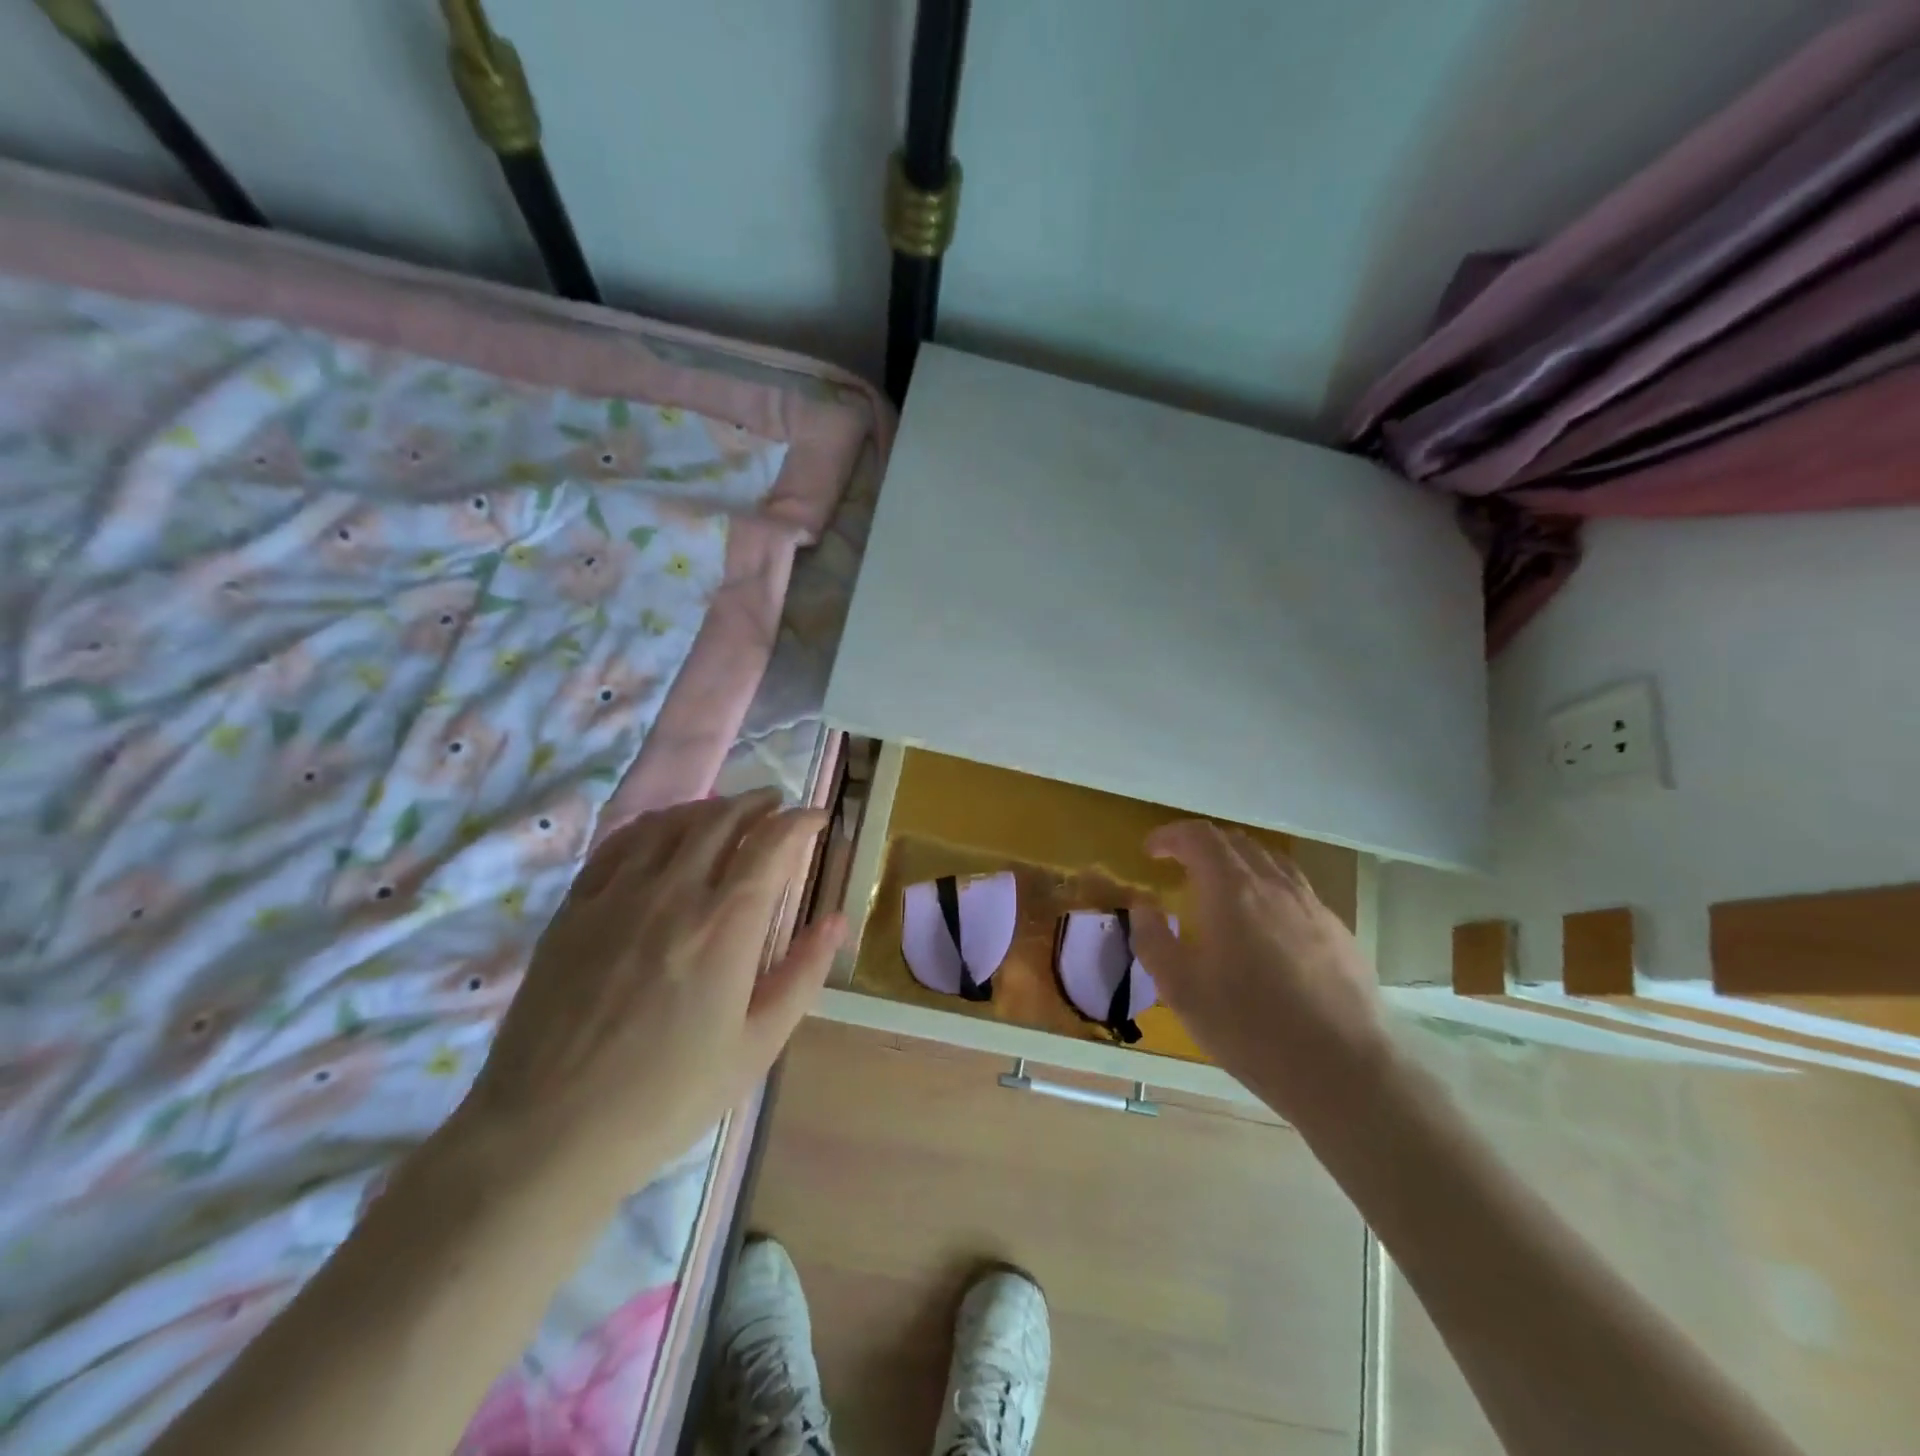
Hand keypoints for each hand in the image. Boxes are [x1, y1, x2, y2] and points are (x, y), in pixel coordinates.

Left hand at [449, 790, 842, 1207]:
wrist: (547, 1135)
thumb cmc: (667, 1098)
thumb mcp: (756, 1047)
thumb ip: (802, 974)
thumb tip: (836, 920)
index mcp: (724, 926)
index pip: (771, 844)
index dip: (799, 821)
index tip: (816, 818)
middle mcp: (673, 893)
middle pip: (721, 820)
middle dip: (757, 803)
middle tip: (776, 806)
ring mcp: (616, 895)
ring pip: (670, 823)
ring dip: (708, 808)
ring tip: (727, 813)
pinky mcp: (574, 909)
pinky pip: (618, 844)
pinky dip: (653, 825)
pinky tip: (661, 833)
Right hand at [1130, 821, 1392, 1127]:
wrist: (1343, 1070)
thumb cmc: (1249, 1027)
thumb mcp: (1180, 989)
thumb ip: (1153, 938)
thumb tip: (1143, 904)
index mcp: (1232, 889)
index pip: (1198, 837)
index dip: (1170, 836)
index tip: (1150, 851)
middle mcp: (1274, 884)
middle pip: (1236, 842)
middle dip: (1202, 845)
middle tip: (1180, 867)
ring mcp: (1312, 906)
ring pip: (1271, 861)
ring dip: (1238, 862)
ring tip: (1222, 889)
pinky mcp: (1338, 932)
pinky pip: (1296, 890)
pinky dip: (1268, 889)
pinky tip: (1266, 927)